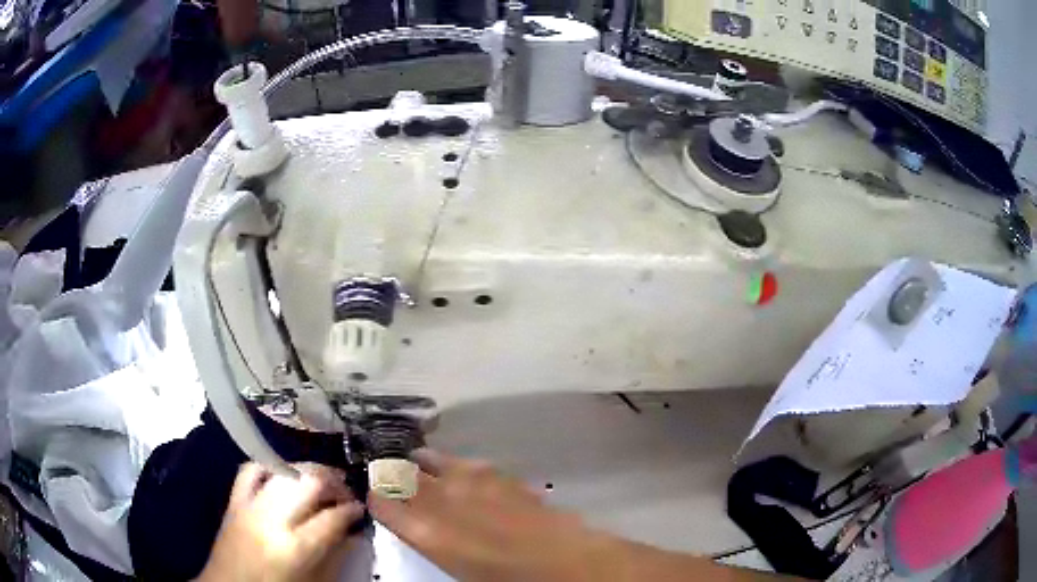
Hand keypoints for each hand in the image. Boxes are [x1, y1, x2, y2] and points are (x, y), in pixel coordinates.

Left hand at [199, 462, 364, 581]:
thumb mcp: (314, 581)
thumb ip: (335, 556)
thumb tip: (354, 532)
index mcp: (296, 547)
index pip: (333, 517)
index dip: (353, 510)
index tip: (361, 509)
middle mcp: (272, 519)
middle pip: (309, 482)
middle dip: (334, 483)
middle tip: (345, 493)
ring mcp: (250, 505)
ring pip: (285, 471)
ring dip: (308, 473)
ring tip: (321, 483)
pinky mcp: (234, 500)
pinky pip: (251, 470)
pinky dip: (270, 467)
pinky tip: (283, 475)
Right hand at [368, 450, 609, 581]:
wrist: (560, 559)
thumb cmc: (503, 578)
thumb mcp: (454, 565)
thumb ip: (429, 540)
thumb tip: (419, 528)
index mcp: (425, 531)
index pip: (381, 501)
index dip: (374, 497)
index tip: (374, 496)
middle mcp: (440, 499)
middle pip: (399, 474)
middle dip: (389, 474)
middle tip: (388, 476)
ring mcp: (468, 481)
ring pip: (429, 459)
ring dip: (418, 464)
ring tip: (417, 466)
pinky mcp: (495, 473)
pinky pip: (463, 462)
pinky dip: (452, 465)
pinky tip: (458, 473)